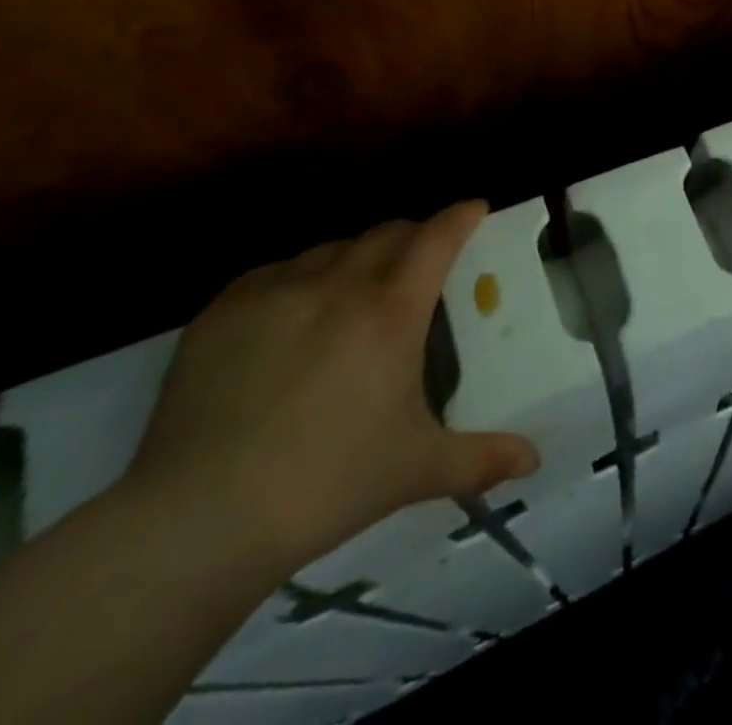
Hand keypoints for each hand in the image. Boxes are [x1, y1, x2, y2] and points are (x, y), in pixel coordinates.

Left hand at [122, 201, 538, 574]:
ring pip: (332, 248)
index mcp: (392, 311)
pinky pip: (276, 271)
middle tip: (422, 259)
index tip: (474, 208)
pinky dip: (300, 278)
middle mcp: (339, 284)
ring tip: (356, 290)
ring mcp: (276, 291)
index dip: (461, 216)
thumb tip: (534, 460)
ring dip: (357, 257)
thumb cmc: (326, 485)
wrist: (197, 522)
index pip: (437, 237)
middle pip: (387, 233)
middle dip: (413, 235)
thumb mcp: (416, 470)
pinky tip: (293, 313)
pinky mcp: (223, 311)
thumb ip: (482, 459)